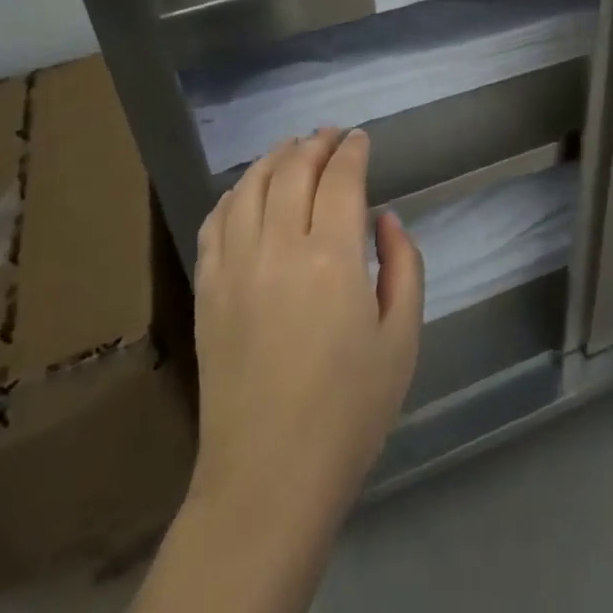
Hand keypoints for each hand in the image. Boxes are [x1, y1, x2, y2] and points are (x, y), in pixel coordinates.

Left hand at [192, 128, 423, 528]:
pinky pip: (217, 221)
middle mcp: (279, 247)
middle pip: (293, 170)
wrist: (268, 478)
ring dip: (275, 157)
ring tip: (292, 147)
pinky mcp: (208, 289)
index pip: (341, 178)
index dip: (353, 151)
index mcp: (332, 258)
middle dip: (316, 143)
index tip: (361, 139)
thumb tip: (385, 220)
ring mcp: (235, 266)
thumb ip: (403, 267)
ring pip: (251, 186)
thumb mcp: (402, 339)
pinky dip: (236, 192)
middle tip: (332, 135)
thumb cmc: (349, 412)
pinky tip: (248, 189)